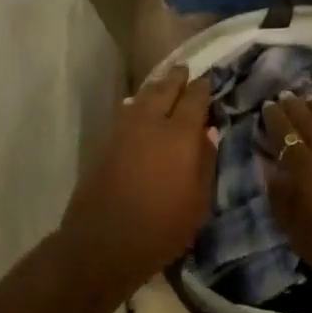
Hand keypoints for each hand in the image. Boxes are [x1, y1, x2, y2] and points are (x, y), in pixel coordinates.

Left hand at [59, 66, 214, 292]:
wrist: (103, 243)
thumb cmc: (161, 228)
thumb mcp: (198, 203)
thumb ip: (206, 163)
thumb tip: (208, 134)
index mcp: (179, 135)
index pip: (194, 99)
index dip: (203, 87)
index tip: (208, 80)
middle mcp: (150, 123)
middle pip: (165, 89)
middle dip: (176, 77)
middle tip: (184, 69)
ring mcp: (124, 131)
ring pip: (142, 97)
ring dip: (155, 87)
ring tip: (163, 83)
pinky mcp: (106, 143)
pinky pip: (126, 111)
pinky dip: (137, 103)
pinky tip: (138, 107)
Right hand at [261, 95, 311, 297]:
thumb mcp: (300, 235)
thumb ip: (282, 200)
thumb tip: (272, 172)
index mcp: (303, 167)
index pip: (284, 133)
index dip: (274, 118)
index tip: (268, 107)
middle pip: (306, 118)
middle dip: (293, 106)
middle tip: (285, 98)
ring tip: (311, 103)